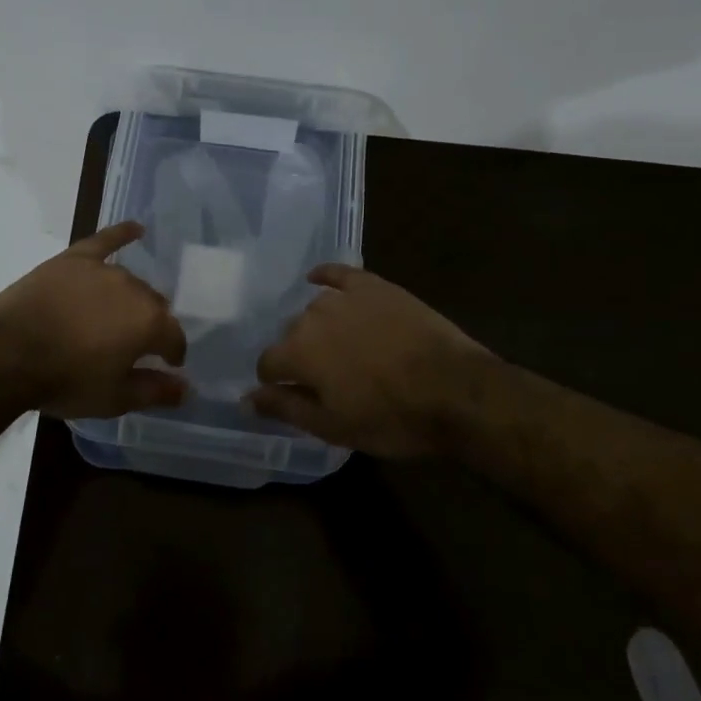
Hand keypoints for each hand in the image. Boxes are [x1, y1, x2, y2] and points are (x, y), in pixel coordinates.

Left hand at [0, 222, 188, 420]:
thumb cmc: (65, 380)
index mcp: (149, 323)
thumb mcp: (114, 398)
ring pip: (130, 283)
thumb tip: (186, 388)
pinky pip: (104, 241)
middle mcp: (133, 289)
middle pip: (153, 306)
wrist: (7, 354)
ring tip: (119, 316)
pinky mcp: (73, 259)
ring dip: (132, 299)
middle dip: (151, 326)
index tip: (167, 365)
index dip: (172, 354)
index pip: (174, 338)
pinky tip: (136, 229)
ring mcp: (102, 270)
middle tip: (134, 345)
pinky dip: (122, 234)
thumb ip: (155, 391)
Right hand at [249, 265, 484, 457]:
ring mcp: (344, 297)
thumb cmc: (392, 417)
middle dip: (299, 354)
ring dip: (317, 326)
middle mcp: (312, 317)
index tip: (289, 393)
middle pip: (291, 334)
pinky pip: (338, 274)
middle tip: (325, 376)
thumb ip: (285, 408)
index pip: (268, 363)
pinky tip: (318, 279)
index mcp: (298, 352)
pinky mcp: (373, 285)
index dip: (274, 381)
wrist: (455, 389)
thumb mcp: (334, 427)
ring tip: (338, 345)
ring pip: (314, 309)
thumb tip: (245, 398)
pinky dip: (325, 276)